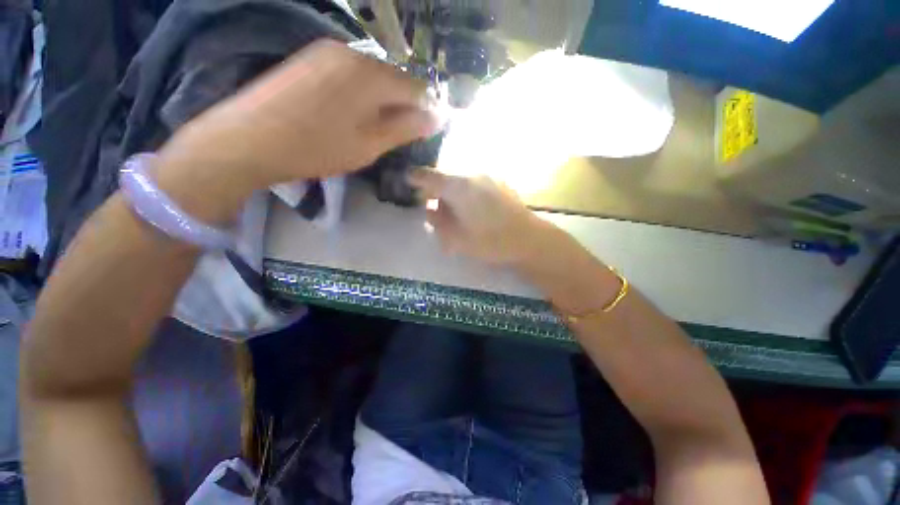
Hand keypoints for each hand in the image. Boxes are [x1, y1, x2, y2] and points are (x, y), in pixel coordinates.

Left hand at [154, 39, 438, 222]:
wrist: (247, 139)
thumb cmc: (316, 148)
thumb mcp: (368, 145)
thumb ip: (405, 128)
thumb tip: (436, 118)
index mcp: (371, 74)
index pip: (416, 88)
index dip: (427, 110)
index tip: (428, 132)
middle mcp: (353, 52)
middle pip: (395, 79)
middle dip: (405, 106)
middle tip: (402, 135)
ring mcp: (329, 51)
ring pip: (374, 76)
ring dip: (385, 101)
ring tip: (379, 127)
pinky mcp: (312, 59)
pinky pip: (352, 73)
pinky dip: (364, 94)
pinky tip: (356, 114)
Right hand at [408, 169, 547, 264]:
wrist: (528, 240)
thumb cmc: (490, 242)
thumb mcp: (457, 238)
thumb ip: (439, 222)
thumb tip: (430, 210)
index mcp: (459, 187)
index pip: (430, 176)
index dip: (415, 177)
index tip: (407, 179)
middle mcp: (473, 175)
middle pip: (446, 178)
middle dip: (436, 191)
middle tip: (435, 209)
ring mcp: (488, 177)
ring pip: (461, 180)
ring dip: (453, 193)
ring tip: (456, 213)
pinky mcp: (499, 183)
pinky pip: (475, 183)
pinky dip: (467, 192)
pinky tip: (472, 209)